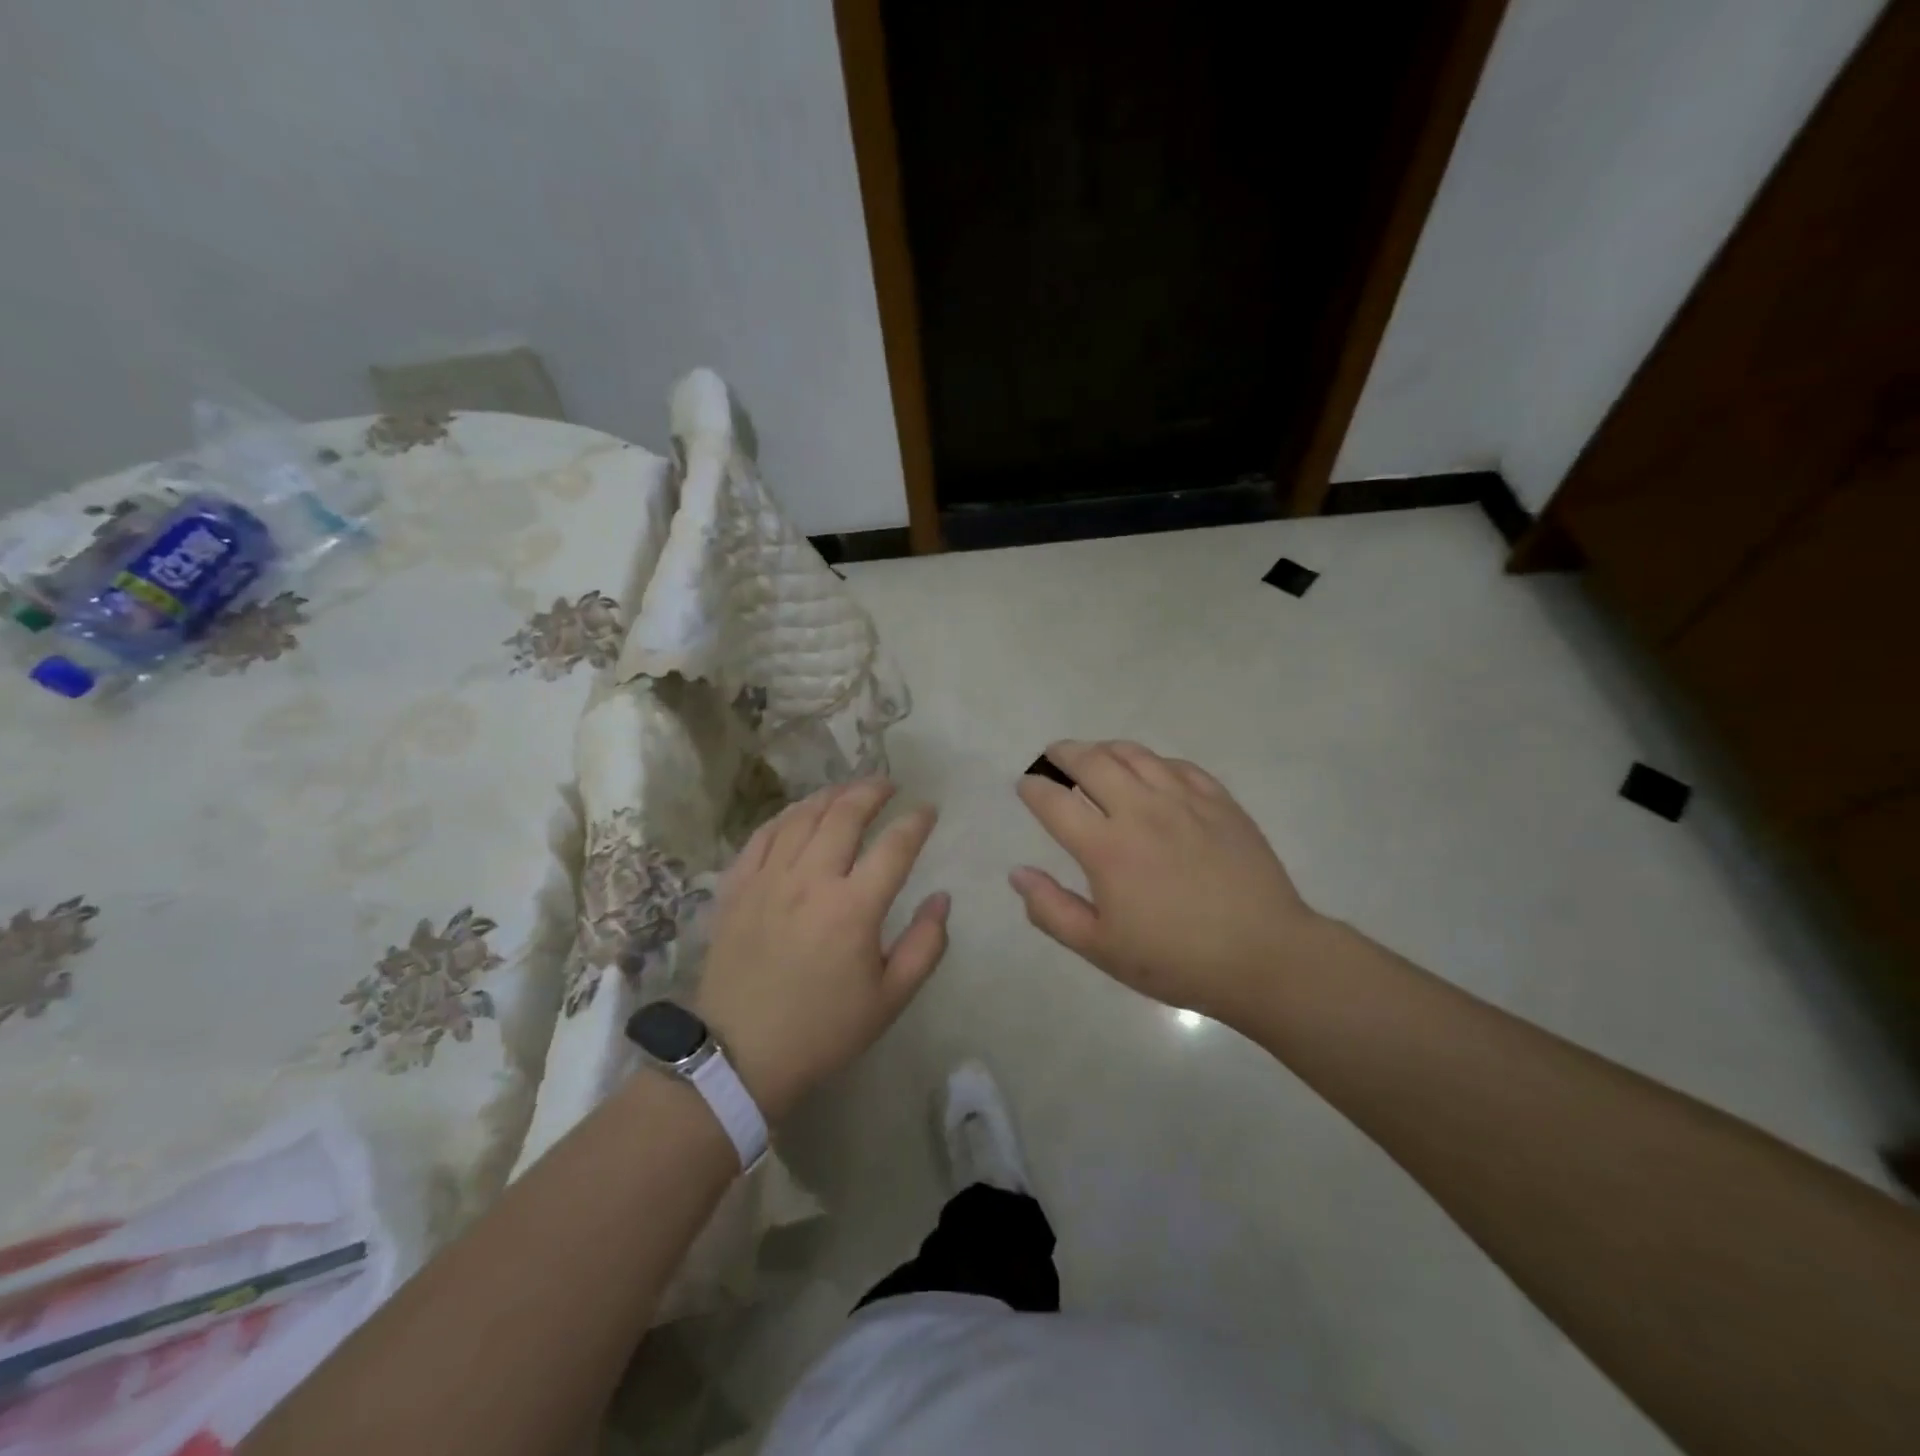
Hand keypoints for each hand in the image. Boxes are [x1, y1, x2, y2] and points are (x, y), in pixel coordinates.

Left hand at [696, 779, 948, 1119]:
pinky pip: (762, 835)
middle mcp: (810, 880)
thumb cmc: (823, 1030)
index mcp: (853, 908)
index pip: (894, 846)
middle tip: (889, 785)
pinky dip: (786, 816)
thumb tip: (941, 898)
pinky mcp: (737, 887)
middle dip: (872, 791)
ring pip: (802, 817)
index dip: (916, 821)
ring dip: (830, 795)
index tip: (928, 810)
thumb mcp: (890, 999)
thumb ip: (925, 945)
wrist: (741, 1056)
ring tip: (848, 790)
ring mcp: (768, 879)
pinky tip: (799, 813)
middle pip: (844, 815)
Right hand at [1011, 740, 1320, 1025]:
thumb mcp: (1100, 948)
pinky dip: (1152, 761)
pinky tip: (1150, 771)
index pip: (1055, 801)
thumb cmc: (1175, 959)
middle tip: (1053, 755)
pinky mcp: (1219, 801)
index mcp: (1106, 848)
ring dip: (1105, 749)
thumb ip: (1051, 909)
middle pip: (1092, 762)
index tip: (1025, 785)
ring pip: (1135, 755)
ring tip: (1095, 755)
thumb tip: (1017, 873)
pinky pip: (1177, 765)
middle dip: (1063, 753)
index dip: (1033, 788)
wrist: (1265, 957)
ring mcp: (1184, 801)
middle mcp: (1141, 811)